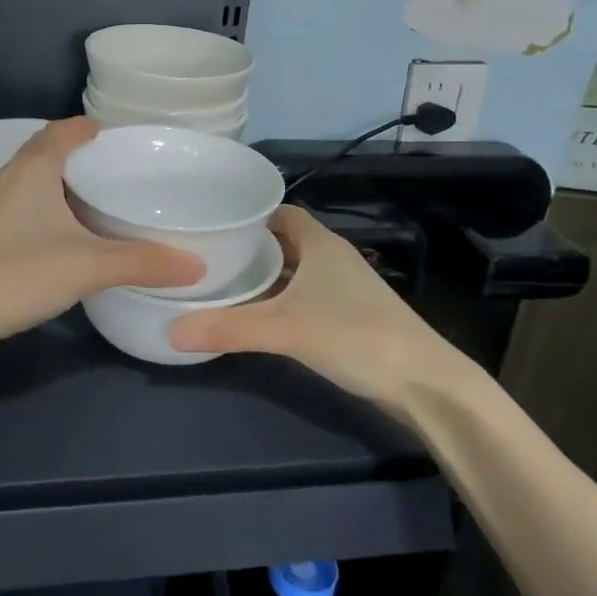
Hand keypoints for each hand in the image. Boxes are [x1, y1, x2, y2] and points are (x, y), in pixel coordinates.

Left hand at [0, 117, 204, 348]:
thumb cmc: (15, 272)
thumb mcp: (86, 266)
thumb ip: (141, 262)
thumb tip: (196, 264)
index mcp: (34, 168)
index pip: (63, 130)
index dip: (88, 128)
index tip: (118, 135)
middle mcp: (11, 177)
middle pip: (49, 152)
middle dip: (82, 156)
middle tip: (120, 170)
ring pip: (36, 181)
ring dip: (65, 184)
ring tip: (101, 201)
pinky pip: (27, 205)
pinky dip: (51, 208)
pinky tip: (68, 235)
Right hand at [167, 206, 478, 411]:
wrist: (424, 384)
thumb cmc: (355, 335)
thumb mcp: (285, 329)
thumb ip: (229, 327)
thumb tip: (172, 330)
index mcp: (321, 243)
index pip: (280, 212)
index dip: (248, 214)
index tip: (213, 222)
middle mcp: (333, 258)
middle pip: (284, 242)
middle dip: (249, 247)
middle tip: (207, 255)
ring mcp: (344, 289)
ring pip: (295, 272)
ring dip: (265, 277)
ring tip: (222, 283)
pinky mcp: (349, 317)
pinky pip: (304, 297)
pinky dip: (280, 301)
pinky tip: (258, 317)